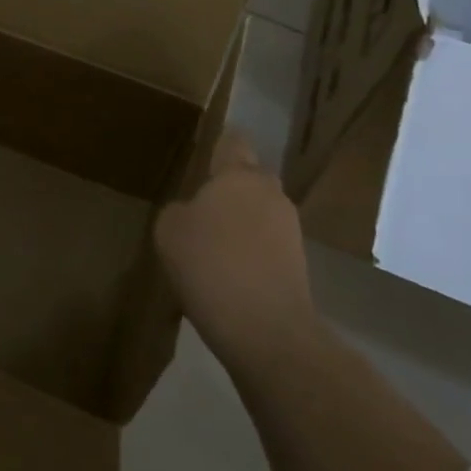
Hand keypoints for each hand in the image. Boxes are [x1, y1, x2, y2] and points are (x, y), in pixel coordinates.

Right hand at [155, 131, 322, 369]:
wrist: (266, 329)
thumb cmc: (210, 264)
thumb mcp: (169, 231)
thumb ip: (179, 210)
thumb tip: (192, 212)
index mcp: (238, 175)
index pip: (233, 142)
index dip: (219, 146)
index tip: (204, 156)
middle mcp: (270, 192)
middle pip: (249, 179)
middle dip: (230, 190)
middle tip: (201, 210)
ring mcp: (290, 229)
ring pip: (260, 213)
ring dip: (242, 224)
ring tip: (214, 250)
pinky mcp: (300, 263)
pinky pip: (268, 245)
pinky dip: (252, 253)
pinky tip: (230, 276)